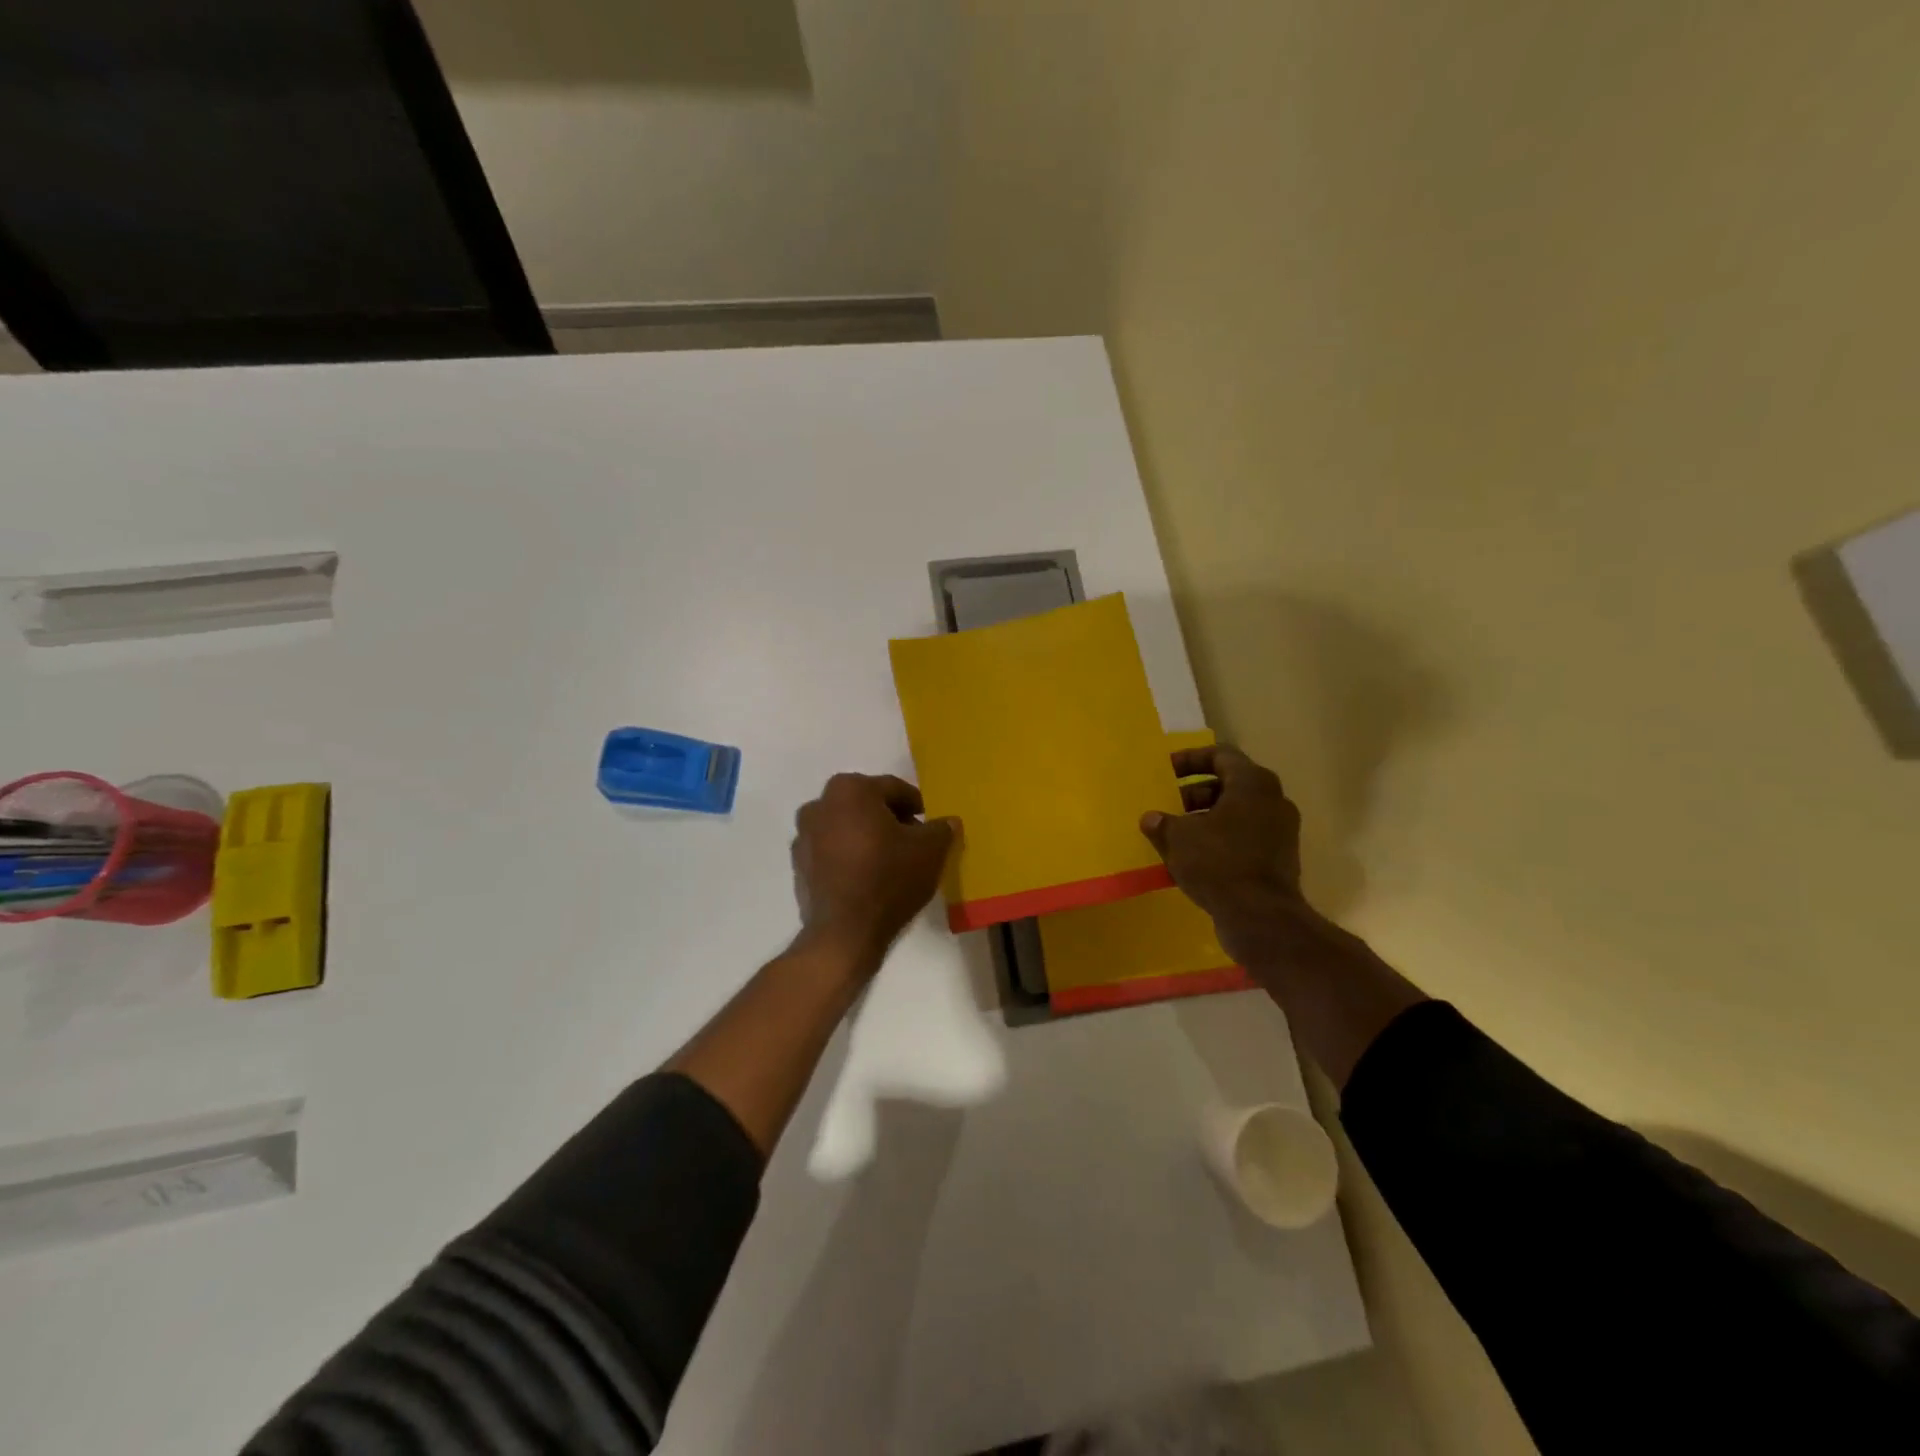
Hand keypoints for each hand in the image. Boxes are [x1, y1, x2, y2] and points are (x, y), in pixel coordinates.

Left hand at [791, 773, 956, 966]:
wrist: (844, 933)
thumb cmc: (889, 879)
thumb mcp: (930, 850)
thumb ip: (942, 829)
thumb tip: (947, 822)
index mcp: (850, 790)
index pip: (893, 789)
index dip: (916, 805)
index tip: (930, 823)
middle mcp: (820, 805)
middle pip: (866, 805)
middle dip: (890, 819)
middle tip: (914, 840)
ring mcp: (803, 836)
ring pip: (847, 827)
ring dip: (868, 837)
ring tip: (892, 861)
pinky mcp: (798, 866)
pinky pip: (832, 852)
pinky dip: (850, 857)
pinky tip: (868, 878)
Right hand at [1140, 744, 1310, 963]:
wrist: (1260, 917)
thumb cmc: (1218, 863)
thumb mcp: (1179, 839)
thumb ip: (1162, 823)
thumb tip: (1151, 819)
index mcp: (1253, 783)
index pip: (1221, 755)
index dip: (1191, 759)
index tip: (1167, 770)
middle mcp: (1273, 800)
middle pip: (1230, 784)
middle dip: (1196, 793)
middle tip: (1169, 805)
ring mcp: (1280, 831)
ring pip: (1238, 813)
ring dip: (1207, 818)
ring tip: (1177, 833)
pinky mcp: (1280, 858)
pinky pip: (1245, 837)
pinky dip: (1221, 839)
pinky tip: (1194, 858)